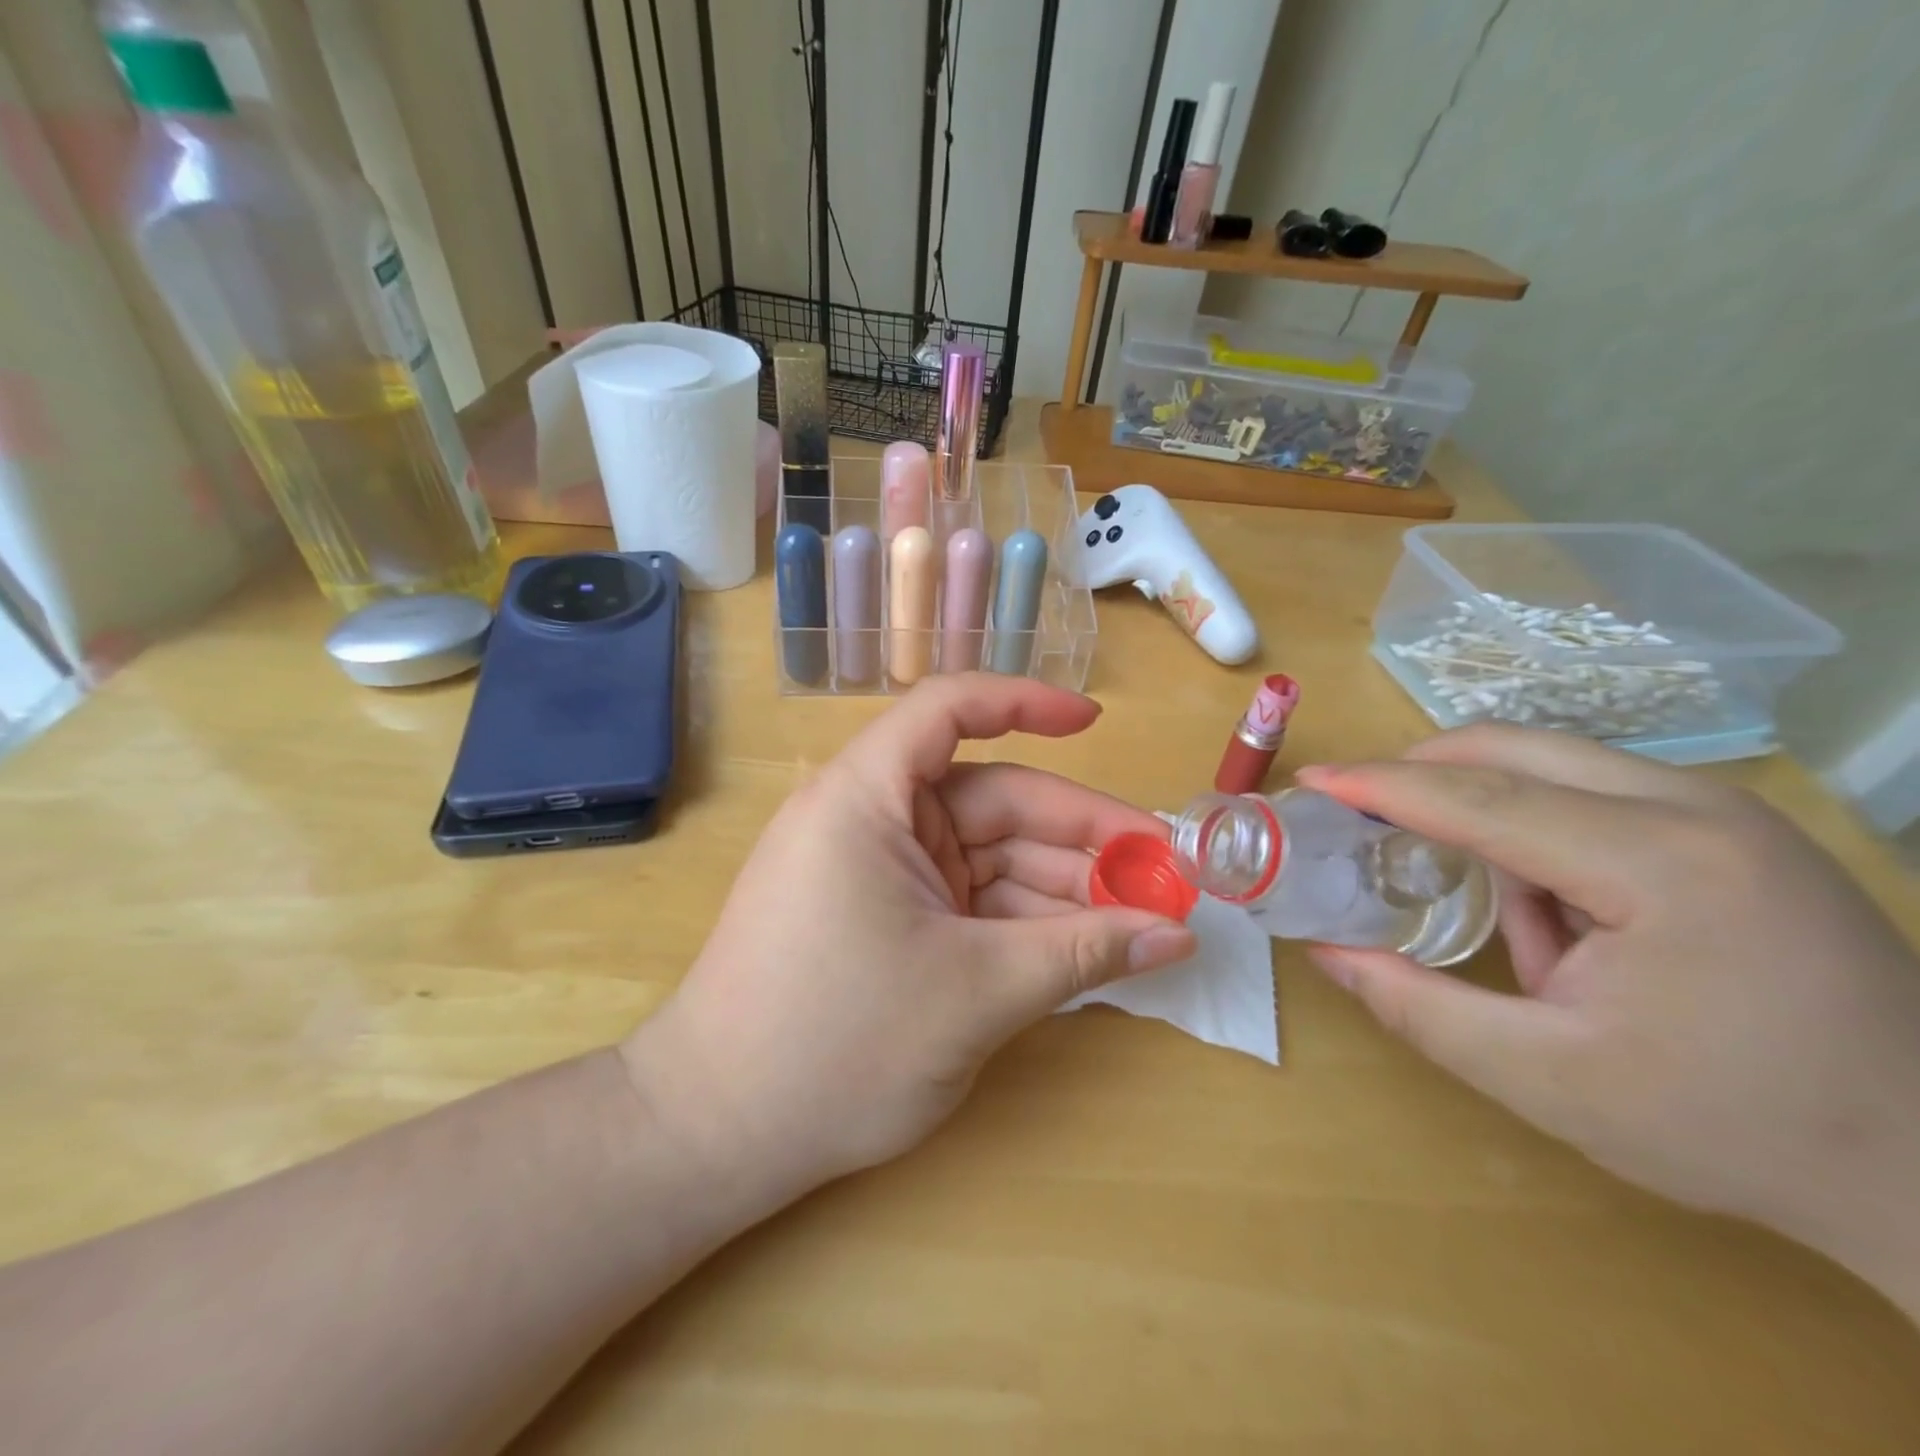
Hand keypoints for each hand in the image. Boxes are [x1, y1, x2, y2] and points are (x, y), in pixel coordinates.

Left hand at [622, 675, 1196, 1211]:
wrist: (717, 1137)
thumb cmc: (836, 1045)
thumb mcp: (976, 993)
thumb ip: (1084, 954)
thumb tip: (1179, 936)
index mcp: (867, 797)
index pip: (949, 709)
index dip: (1026, 702)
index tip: (1095, 722)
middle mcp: (871, 819)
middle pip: (992, 799)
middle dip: (1078, 835)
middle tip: (1164, 873)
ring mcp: (879, 872)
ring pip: (988, 858)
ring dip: (1062, 886)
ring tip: (1144, 919)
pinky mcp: (885, 919)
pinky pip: (969, 901)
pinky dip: (1024, 920)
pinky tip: (1088, 946)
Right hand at [1297, 725, 1919, 1310]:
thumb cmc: (1732, 1126)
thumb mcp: (1546, 1079)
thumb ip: (1418, 1007)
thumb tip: (1325, 949)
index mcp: (1658, 867)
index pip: (1480, 800)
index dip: (1381, 784)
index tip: (1313, 779)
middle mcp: (1698, 809)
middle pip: (1514, 749)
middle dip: (1423, 770)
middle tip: (1362, 812)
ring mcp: (1727, 809)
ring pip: (1553, 763)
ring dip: (1487, 811)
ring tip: (1497, 912)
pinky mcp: (1736, 826)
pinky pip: (1596, 792)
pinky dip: (1542, 829)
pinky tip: (1567, 917)